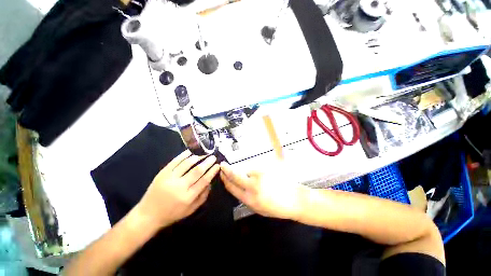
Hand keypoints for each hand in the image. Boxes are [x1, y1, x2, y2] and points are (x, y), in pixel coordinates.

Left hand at [136, 150, 218, 228]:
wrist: (148, 215)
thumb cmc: (172, 213)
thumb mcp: (191, 210)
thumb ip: (203, 196)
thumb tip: (210, 182)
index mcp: (188, 197)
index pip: (204, 181)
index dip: (212, 171)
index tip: (218, 165)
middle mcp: (179, 186)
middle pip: (197, 170)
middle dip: (207, 162)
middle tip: (213, 157)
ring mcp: (169, 178)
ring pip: (187, 164)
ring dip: (198, 157)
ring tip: (204, 153)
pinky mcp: (162, 173)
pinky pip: (175, 161)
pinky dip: (184, 155)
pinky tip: (191, 151)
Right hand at [220, 162, 306, 219]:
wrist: (295, 199)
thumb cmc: (277, 207)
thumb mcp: (258, 209)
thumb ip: (246, 197)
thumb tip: (238, 187)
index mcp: (249, 199)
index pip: (232, 187)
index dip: (225, 179)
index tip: (221, 173)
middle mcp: (253, 186)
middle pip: (235, 175)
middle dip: (226, 169)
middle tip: (223, 165)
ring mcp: (260, 176)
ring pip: (246, 170)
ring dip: (246, 172)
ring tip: (256, 178)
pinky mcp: (267, 169)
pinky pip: (256, 168)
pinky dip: (255, 171)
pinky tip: (263, 176)